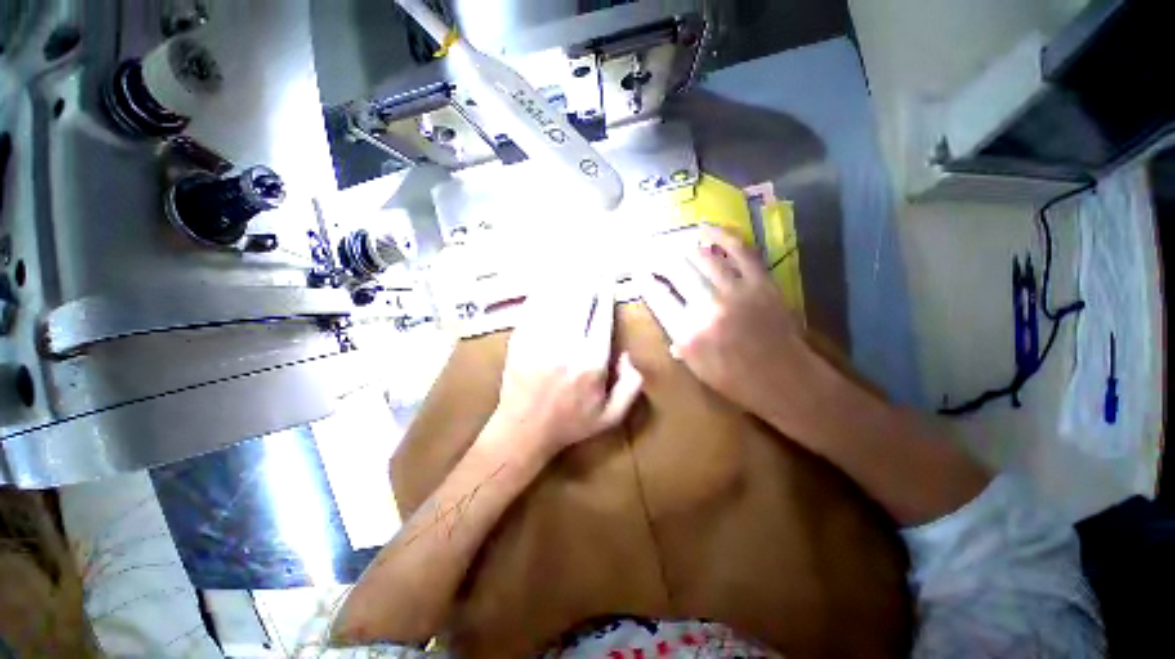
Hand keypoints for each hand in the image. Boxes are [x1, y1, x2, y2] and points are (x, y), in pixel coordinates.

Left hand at [489, 275, 643, 461]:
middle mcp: (567, 344)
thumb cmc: (570, 424)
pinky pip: (534, 305)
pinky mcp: (520, 337)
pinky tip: (550, 278)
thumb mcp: (611, 416)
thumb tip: (630, 355)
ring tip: (576, 260)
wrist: (523, 429)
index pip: (601, 315)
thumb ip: (631, 386)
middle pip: (580, 299)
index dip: (606, 292)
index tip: (609, 277)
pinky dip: (545, 289)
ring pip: (558, 297)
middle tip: (595, 261)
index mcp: (592, 361)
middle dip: (590, 277)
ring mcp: (540, 338)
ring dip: (569, 277)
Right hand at [640, 226, 817, 425]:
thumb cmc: (736, 381)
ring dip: (685, 248)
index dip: (644, 280)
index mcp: (687, 334)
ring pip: (702, 258)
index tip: (638, 270)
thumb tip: (670, 327)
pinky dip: (723, 236)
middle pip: (675, 271)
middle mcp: (706, 309)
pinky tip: (706, 229)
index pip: (657, 297)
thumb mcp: (696, 369)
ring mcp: (735, 293)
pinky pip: (740, 251)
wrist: (786, 381)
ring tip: (676, 244)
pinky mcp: (760, 283)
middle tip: (652, 253)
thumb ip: (679, 342)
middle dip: (659, 259)